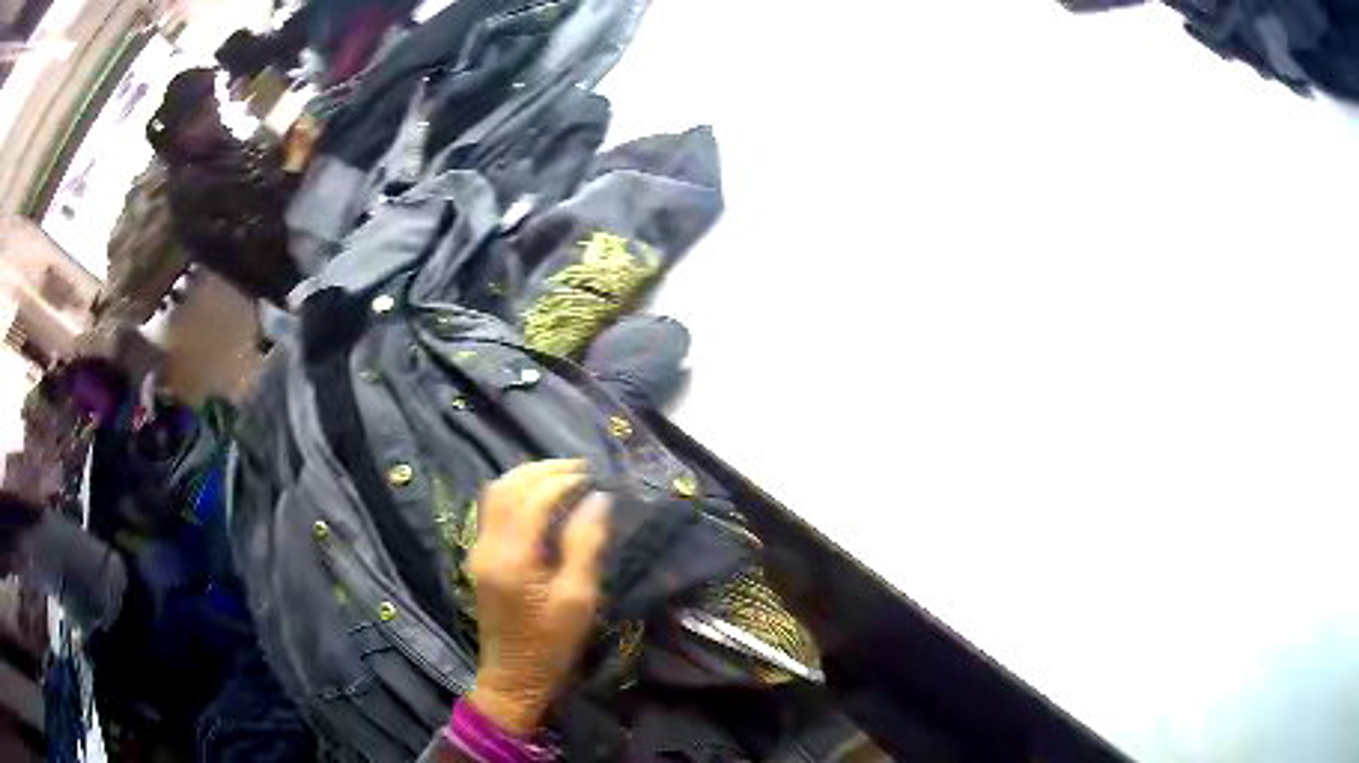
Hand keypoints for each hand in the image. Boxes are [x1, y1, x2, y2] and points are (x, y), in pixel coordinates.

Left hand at [467, 460, 609, 735]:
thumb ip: (585, 545)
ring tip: (562, 475)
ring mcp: (478, 550)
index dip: (563, 481)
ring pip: (495, 494)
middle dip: (544, 471)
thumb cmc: (552, 645)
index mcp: (511, 558)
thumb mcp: (579, 599)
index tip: (594, 477)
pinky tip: (538, 497)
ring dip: (527, 478)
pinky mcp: (479, 558)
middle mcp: (487, 546)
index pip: (533, 499)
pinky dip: (516, 493)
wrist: (513, 677)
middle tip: (581, 468)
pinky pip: (492, 510)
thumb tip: (597, 500)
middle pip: (508, 488)